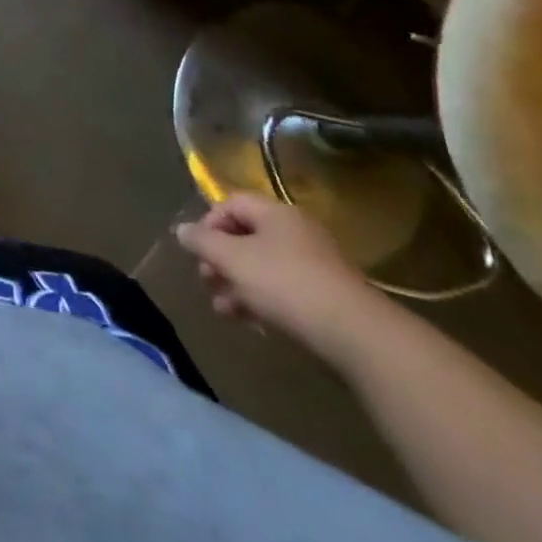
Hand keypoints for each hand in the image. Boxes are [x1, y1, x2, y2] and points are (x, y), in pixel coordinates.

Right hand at [174, 193, 384, 363]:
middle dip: (221, 259)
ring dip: (238, 285)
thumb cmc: (287, 285)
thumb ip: (202, 242)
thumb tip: (182, 230)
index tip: (198, 251)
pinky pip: (285, 291)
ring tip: (224, 310)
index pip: (231, 203)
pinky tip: (253, 323)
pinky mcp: (329, 298)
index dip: (208, 223)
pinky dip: (263, 301)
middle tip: (207, 281)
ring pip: (264, 267)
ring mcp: (316, 265)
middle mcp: (297, 231)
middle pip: (247, 236)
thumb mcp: (233, 259)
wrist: (359, 338)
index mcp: (275, 213)